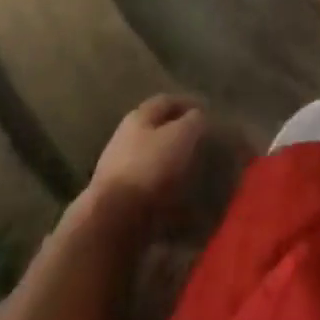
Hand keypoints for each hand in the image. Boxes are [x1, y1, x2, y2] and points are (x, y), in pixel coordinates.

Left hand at [84, 95, 207, 228]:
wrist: (114, 219)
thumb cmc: (150, 167)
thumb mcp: (181, 136)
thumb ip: (193, 121)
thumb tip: (198, 116)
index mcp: (138, 117)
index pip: (165, 101)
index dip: (187, 102)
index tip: (206, 110)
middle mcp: (124, 138)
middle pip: (155, 129)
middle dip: (177, 132)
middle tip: (201, 140)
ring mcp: (119, 169)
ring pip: (151, 158)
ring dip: (170, 161)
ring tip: (193, 170)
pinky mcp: (119, 199)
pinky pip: (148, 186)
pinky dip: (164, 187)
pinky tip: (179, 196)